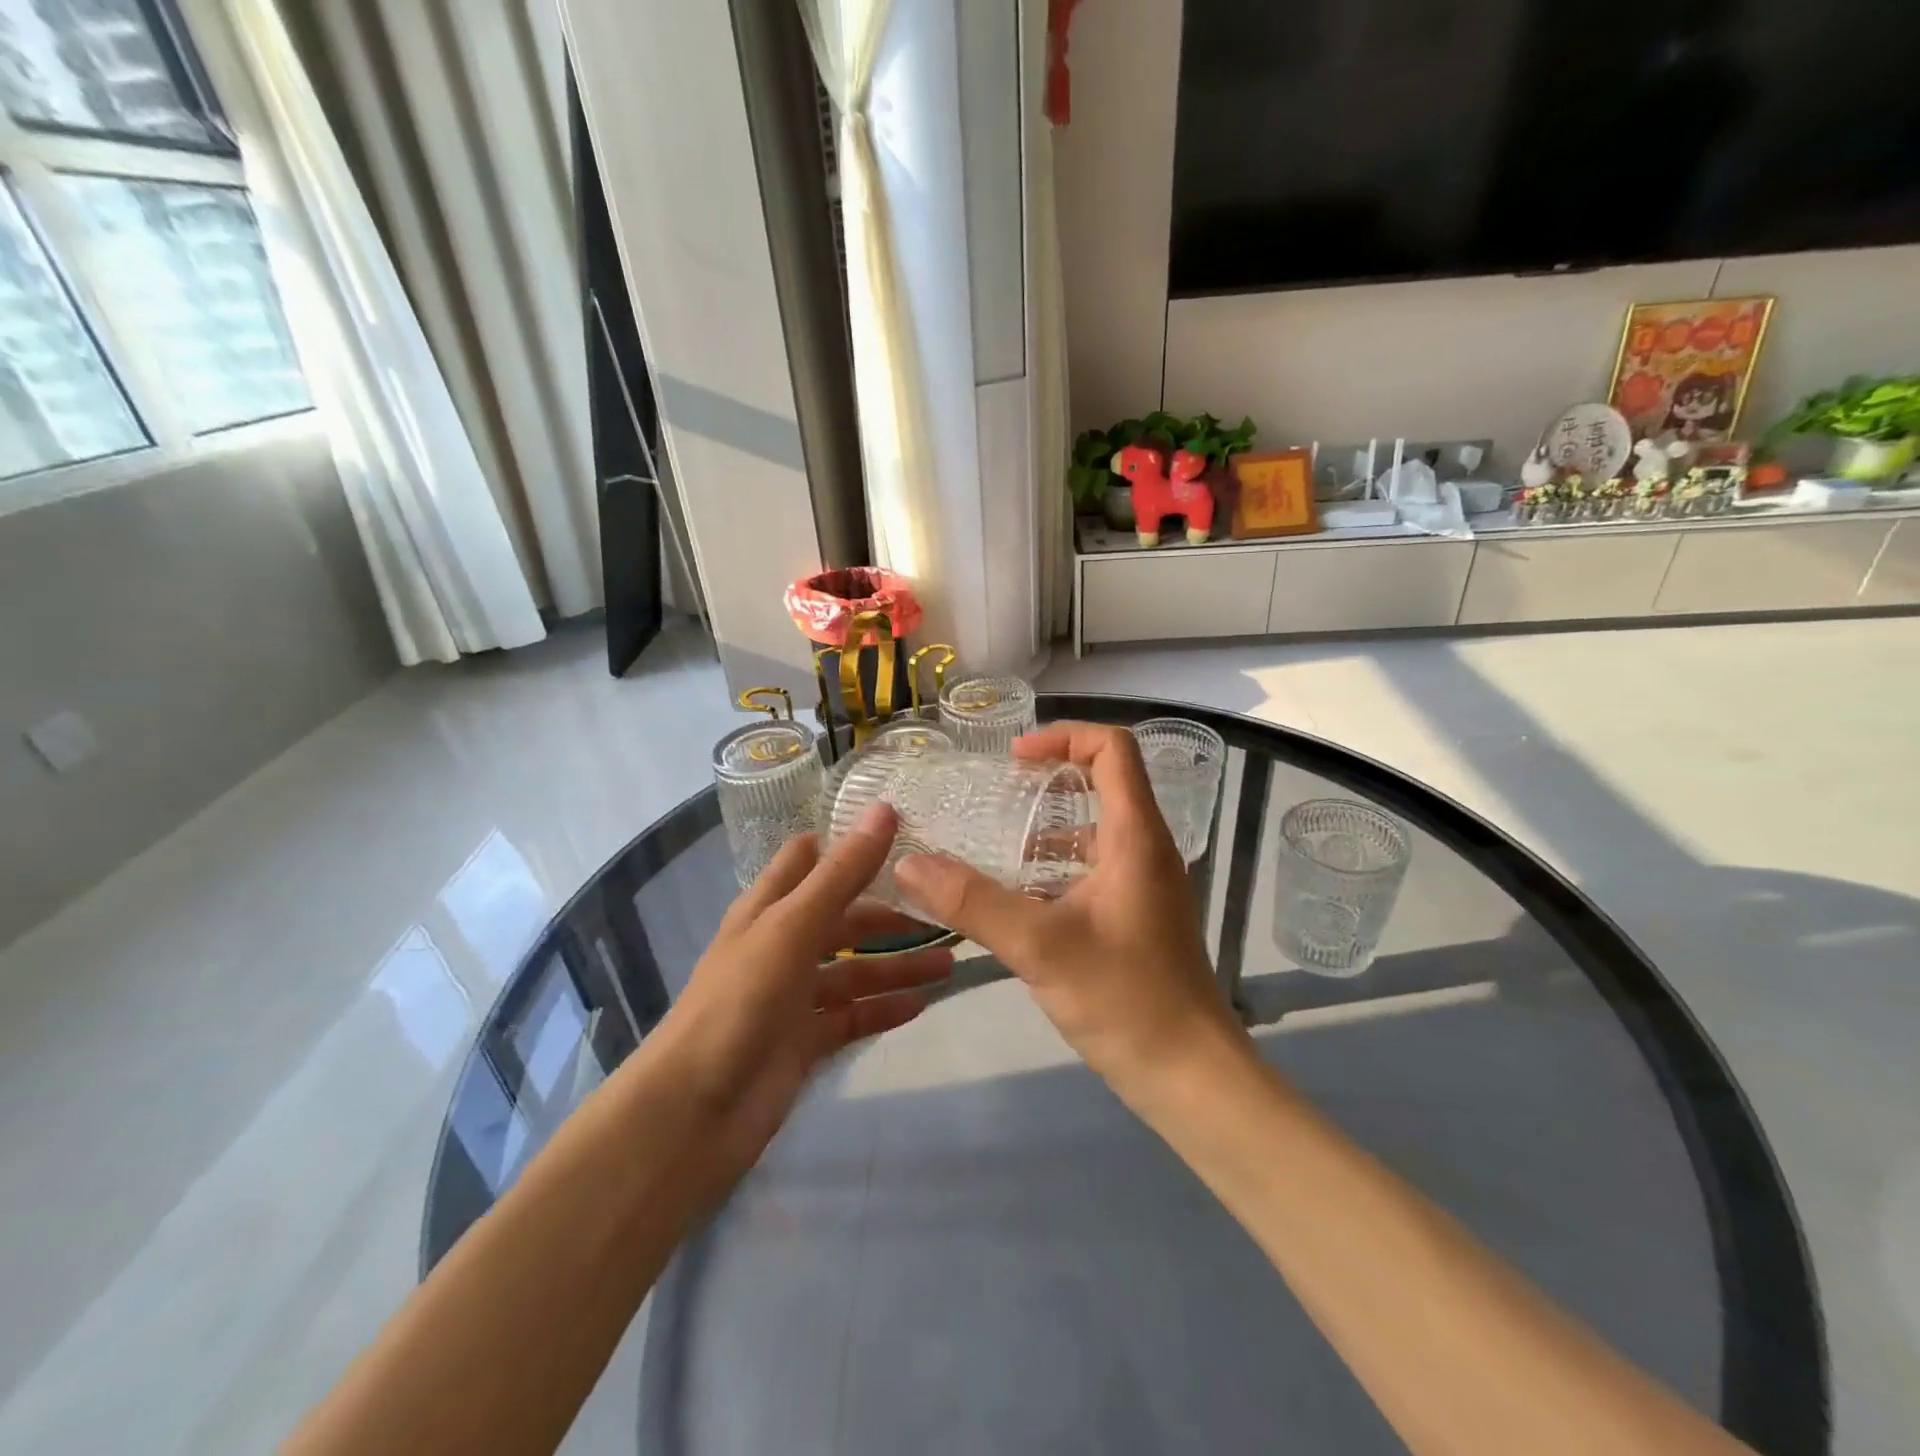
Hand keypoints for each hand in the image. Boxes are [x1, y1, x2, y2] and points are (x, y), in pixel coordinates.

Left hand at [645, 805, 951, 1196]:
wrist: (694, 1111)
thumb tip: (884, 809)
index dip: (849, 844)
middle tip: (946, 909)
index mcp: (769, 908)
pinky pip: (852, 1016)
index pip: (809, 860)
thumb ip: (842, 872)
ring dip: (897, 965)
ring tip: (950, 963)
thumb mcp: (793, 926)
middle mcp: (781, 944)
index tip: (905, 832)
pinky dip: (883, 1009)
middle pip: (843, 918)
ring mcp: (793, 995)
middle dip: (889, 913)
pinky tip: (921, 1005)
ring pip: (854, 970)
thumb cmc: (741, 1000)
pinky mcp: (804, 1040)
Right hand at [893, 722, 1243, 1098]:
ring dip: (1047, 825)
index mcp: (1136, 837)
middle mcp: (1145, 849)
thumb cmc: (1125, 1000)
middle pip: (1104, 781)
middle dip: (1050, 777)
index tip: (1014, 760)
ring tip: (993, 842)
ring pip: (1095, 828)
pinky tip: (1014, 895)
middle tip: (997, 793)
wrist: (1189, 1075)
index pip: (1114, 749)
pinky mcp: (1135, 914)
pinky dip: (1054, 865)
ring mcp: (1143, 883)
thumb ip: (972, 903)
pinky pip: (1092, 866)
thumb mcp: (1040, 946)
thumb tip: (909, 863)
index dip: (1065, 736)